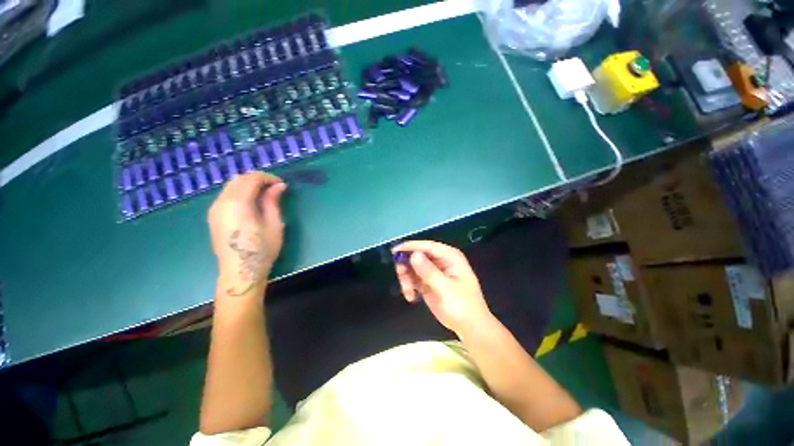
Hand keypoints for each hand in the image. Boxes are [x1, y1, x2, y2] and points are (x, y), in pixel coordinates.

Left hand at [208, 172, 286, 297]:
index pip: (251, 178)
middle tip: (274, 188)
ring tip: (265, 195)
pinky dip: (240, 193)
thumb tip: (279, 185)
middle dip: (257, 179)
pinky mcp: (213, 217)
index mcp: (237, 202)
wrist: (240, 272)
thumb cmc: (262, 249)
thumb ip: (273, 201)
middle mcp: (221, 202)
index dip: (268, 178)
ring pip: (230, 187)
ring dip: (248, 186)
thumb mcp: (274, 224)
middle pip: (238, 179)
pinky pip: (226, 196)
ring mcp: (214, 210)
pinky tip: (251, 204)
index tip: (281, 184)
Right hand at [392, 241, 492, 335]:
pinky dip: (409, 286)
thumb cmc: (462, 306)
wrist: (470, 328)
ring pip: (412, 267)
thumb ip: (429, 271)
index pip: (427, 246)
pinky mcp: (428, 282)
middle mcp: (441, 260)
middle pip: (417, 255)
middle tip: (402, 279)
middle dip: (407, 266)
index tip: (394, 251)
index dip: (410, 246)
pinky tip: (411, 297)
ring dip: (406, 278)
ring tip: (408, 293)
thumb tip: (413, 254)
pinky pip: (413, 278)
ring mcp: (434, 271)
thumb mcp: (445, 288)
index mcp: (449, 256)